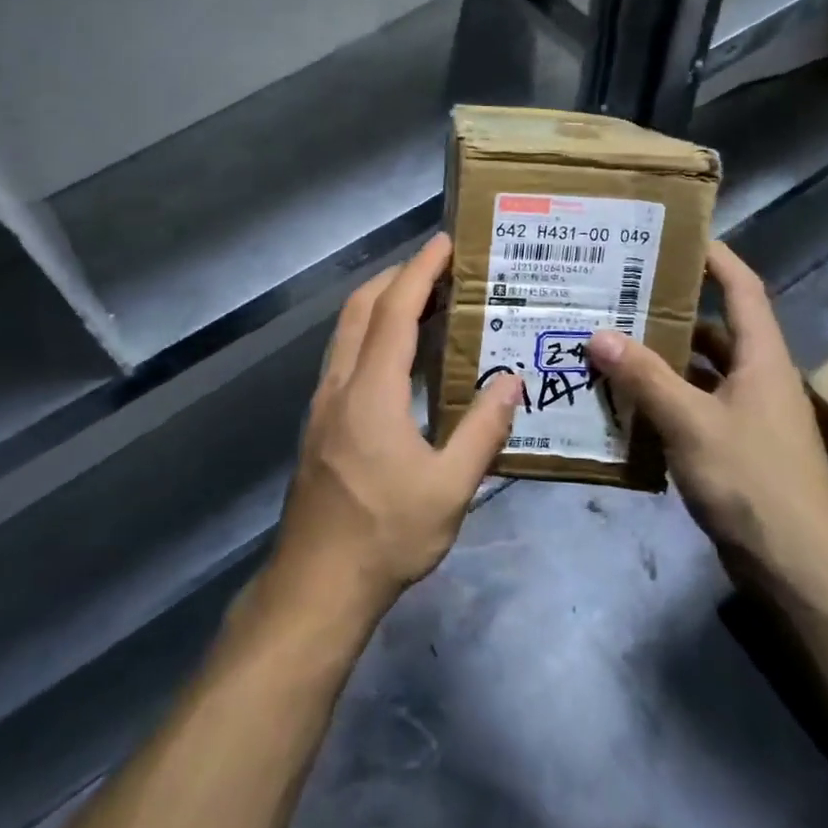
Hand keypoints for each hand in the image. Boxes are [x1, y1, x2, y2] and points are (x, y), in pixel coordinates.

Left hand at [260, 233, 522, 631]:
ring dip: (381, 304)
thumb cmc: (386, 535)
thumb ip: (483, 429)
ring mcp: (323, 402)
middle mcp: (340, 383)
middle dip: (397, 277)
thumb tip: (511, 380)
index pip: (395, 311)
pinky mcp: (319, 422)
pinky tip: (398, 357)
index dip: (420, 270)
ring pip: (347, 330)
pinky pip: (345, 356)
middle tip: (439, 269)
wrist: (316, 585)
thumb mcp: (450, 488)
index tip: (444, 242)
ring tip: (424, 302)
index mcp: (371, 390)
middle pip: (362, 308)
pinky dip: (371, 334)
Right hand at [587, 241, 827, 604]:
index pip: (743, 288)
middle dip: (672, 309)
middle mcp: (759, 379)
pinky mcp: (739, 450)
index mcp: (762, 359)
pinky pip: (697, 408)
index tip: (676, 235)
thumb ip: (645, 378)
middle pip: (717, 329)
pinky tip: (628, 404)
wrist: (802, 571)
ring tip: (613, 342)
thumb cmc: (754, 482)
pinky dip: (666, 400)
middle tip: (622, 292)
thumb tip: (599, 333)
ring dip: (664, 359)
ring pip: (703, 372)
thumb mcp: (692, 424)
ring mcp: (751, 418)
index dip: (716, 257)